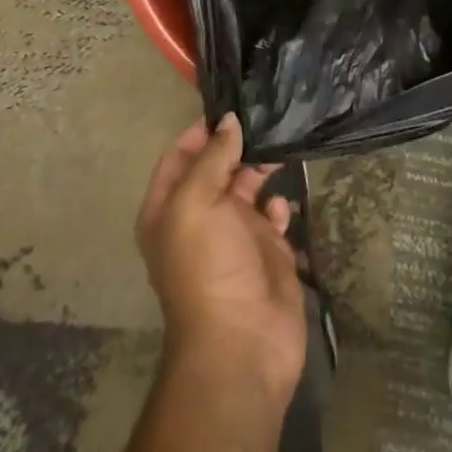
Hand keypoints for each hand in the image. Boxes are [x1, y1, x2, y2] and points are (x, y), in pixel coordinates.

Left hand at [135, 114, 306, 404]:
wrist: (242, 344)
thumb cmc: (208, 266)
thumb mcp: (196, 203)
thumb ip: (212, 158)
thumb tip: (229, 121)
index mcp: (169, 208)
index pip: (179, 156)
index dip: (200, 132)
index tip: (231, 107)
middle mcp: (200, 217)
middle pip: (217, 166)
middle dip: (237, 144)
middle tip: (266, 117)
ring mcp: (235, 234)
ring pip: (248, 185)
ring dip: (262, 166)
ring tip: (283, 142)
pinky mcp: (268, 250)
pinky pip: (273, 214)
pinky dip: (279, 204)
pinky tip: (282, 204)